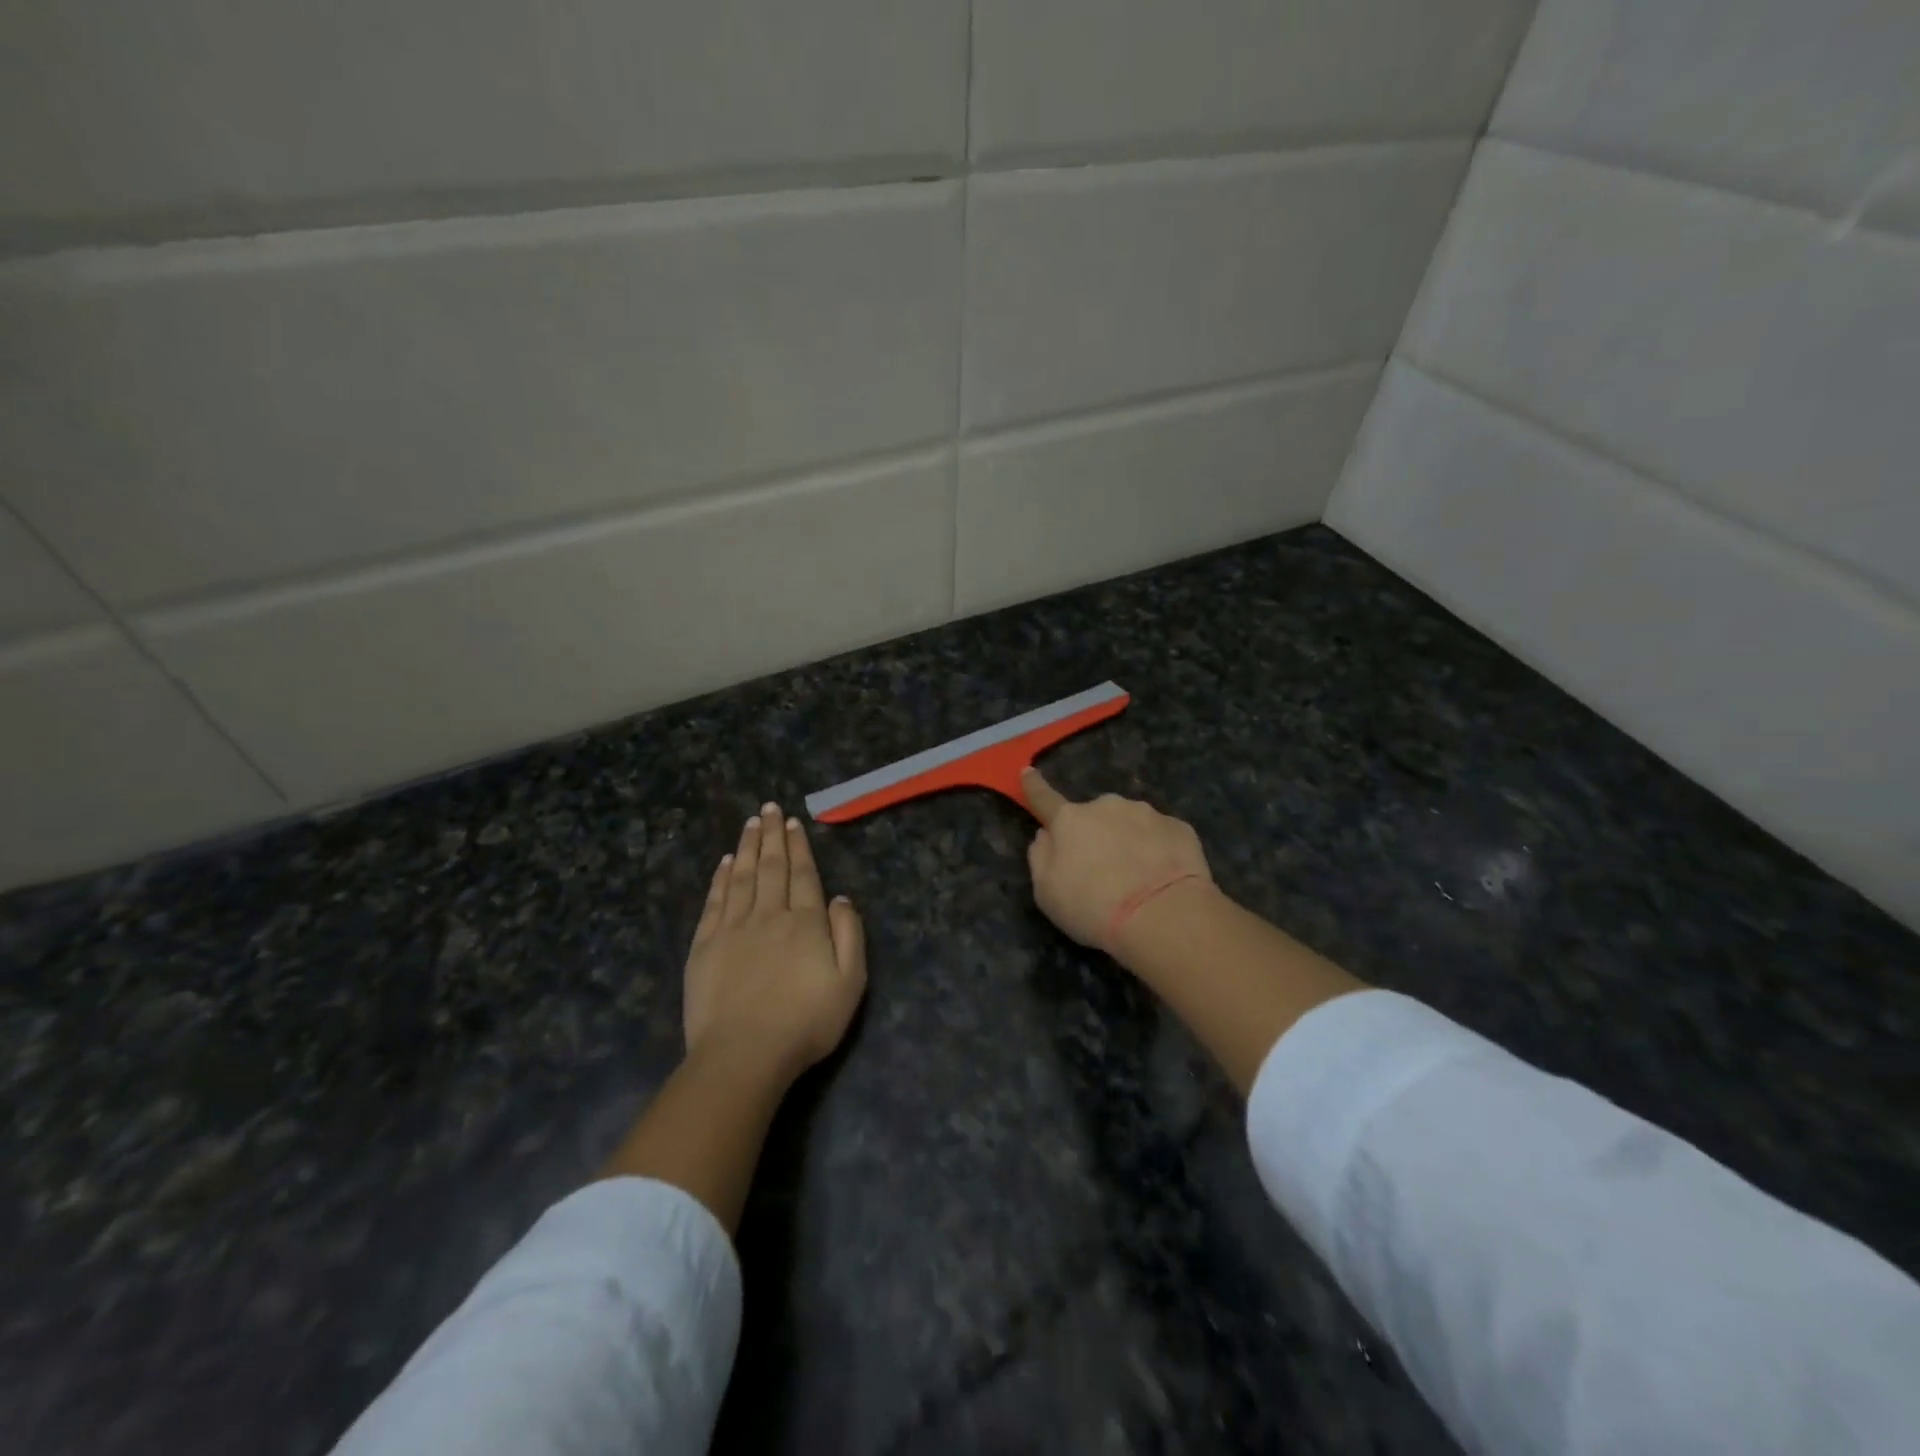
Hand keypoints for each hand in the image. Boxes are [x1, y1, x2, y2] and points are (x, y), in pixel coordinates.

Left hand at [684, 802, 866, 1082]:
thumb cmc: (805, 1023)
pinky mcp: (705, 946)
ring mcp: (733, 928)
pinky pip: (715, 901)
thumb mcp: (850, 983)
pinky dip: (720, 878)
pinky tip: (724, 863)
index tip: (794, 823)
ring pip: (742, 877)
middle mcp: (769, 915)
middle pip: (771, 867)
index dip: (799, 847)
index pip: (803, 875)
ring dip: (747, 847)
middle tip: (770, 808)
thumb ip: (849, 935)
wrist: (744, 1055)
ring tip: (751, 823)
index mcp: (805, 923)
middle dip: (772, 836)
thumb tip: (839, 898)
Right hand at [1022, 767, 1213, 956]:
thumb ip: (1041, 857)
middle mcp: (1106, 806)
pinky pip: (1160, 836)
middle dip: (1094, 835)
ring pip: (1129, 824)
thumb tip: (1046, 835)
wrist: (1163, 915)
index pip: (1044, 798)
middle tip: (1101, 872)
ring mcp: (1146, 813)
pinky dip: (1158, 852)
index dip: (1034, 786)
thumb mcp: (1047, 892)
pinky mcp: (1179, 827)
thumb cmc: (1093, 907)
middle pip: (1093, 817)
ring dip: (1128, 842)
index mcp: (1069, 820)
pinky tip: (1162, 878)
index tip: (1028, 771)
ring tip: (1137, 881)